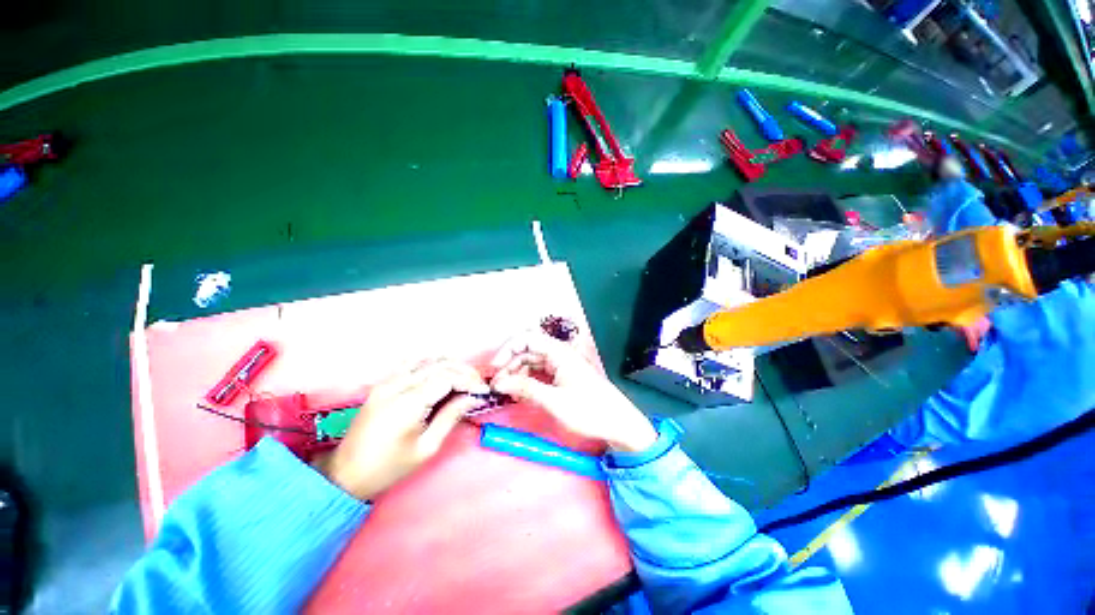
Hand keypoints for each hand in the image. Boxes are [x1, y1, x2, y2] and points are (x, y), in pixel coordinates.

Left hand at [314, 359, 488, 500]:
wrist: (345, 474)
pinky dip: (430, 362)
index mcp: (408, 403)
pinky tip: (440, 372)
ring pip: (427, 359)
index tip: (484, 391)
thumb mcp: (426, 448)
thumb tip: (472, 398)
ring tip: (463, 378)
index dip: (469, 381)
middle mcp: (398, 385)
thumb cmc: (389, 467)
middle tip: (477, 384)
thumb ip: (451, 417)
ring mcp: (387, 381)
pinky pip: (410, 362)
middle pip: (440, 365)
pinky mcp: (382, 383)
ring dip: (449, 365)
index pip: (447, 377)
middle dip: (463, 371)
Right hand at [490, 331, 656, 452]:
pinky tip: (522, 394)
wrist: (618, 423)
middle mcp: (559, 354)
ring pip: (533, 362)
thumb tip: (499, 382)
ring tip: (509, 393)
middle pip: (528, 351)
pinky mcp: (563, 377)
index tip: (495, 368)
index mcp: (559, 352)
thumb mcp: (554, 400)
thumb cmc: (588, 410)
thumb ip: (526, 388)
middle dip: (511, 364)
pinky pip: (541, 373)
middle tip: (498, 386)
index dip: (507, 349)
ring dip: (518, 374)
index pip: (527, 338)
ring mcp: (562, 365)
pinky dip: (529, 381)